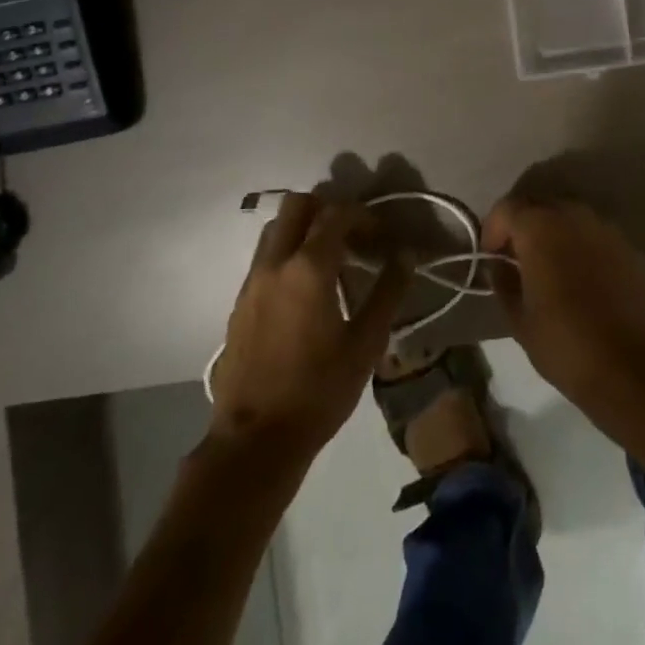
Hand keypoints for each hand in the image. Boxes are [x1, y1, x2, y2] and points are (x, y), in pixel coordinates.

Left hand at [208, 193, 410, 464]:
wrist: (255, 439)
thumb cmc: (318, 391)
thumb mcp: (366, 344)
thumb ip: (387, 292)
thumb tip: (405, 255)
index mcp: (308, 268)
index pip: (336, 214)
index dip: (363, 215)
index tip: (380, 235)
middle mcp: (275, 263)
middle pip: (296, 205)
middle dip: (326, 209)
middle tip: (351, 235)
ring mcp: (252, 281)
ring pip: (275, 228)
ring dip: (303, 229)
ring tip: (329, 259)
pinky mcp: (239, 302)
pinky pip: (264, 257)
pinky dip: (286, 253)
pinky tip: (305, 290)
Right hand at [484, 197, 644, 425]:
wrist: (633, 365)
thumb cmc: (565, 342)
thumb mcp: (519, 319)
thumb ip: (503, 282)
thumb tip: (500, 265)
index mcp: (540, 227)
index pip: (507, 208)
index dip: (493, 228)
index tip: (491, 256)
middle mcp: (573, 216)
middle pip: (539, 206)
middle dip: (523, 226)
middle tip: (517, 258)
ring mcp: (605, 229)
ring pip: (569, 217)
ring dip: (553, 233)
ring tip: (549, 267)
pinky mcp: (628, 247)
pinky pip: (594, 235)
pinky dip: (580, 246)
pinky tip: (580, 277)